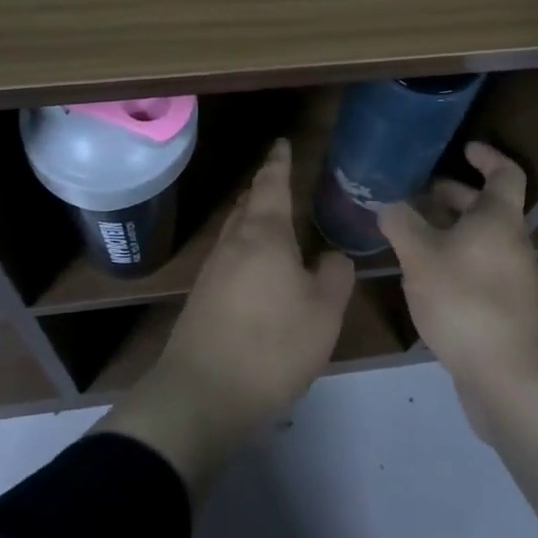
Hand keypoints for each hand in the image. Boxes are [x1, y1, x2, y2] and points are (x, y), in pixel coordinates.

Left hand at [97, 139, 354, 489]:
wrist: (202, 393)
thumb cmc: (272, 345)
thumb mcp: (323, 312)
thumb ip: (335, 275)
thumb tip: (332, 256)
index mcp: (265, 234)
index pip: (272, 184)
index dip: (279, 162)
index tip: (282, 143)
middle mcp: (234, 242)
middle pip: (248, 203)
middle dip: (264, 188)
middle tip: (281, 178)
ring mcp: (213, 269)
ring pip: (236, 229)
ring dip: (253, 217)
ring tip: (272, 218)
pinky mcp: (203, 296)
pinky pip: (229, 255)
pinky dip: (246, 247)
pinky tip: (257, 267)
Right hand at [378, 143, 537, 432]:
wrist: (512, 380)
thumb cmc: (467, 301)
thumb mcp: (421, 257)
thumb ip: (401, 224)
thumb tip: (388, 205)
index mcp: (498, 219)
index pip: (505, 173)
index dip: (487, 156)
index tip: (463, 148)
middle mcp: (510, 244)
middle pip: (487, 208)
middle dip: (454, 196)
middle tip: (419, 194)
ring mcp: (510, 281)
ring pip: (478, 242)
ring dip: (448, 233)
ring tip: (409, 237)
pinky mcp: (502, 312)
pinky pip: (476, 272)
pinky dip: (451, 264)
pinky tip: (422, 281)